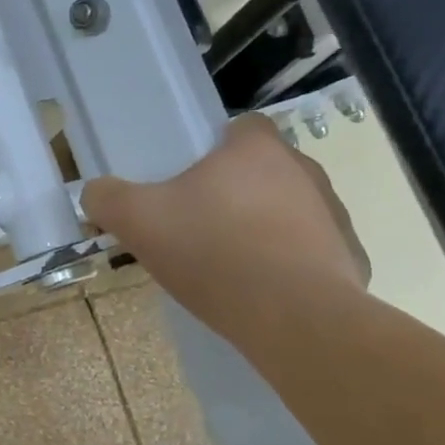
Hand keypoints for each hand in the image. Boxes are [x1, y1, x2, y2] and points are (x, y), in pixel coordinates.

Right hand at [81, 114, 369, 329]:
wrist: (292, 318)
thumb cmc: (212, 251)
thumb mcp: (137, 220)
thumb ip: (107, 198)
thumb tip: (94, 192)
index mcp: (256, 149)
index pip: (241, 127)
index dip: (214, 148)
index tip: (190, 179)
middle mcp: (303, 170)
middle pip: (263, 170)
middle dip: (235, 191)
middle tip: (199, 224)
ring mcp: (333, 214)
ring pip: (289, 209)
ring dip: (264, 226)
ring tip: (230, 263)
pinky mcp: (351, 258)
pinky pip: (312, 252)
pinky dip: (290, 266)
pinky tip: (263, 292)